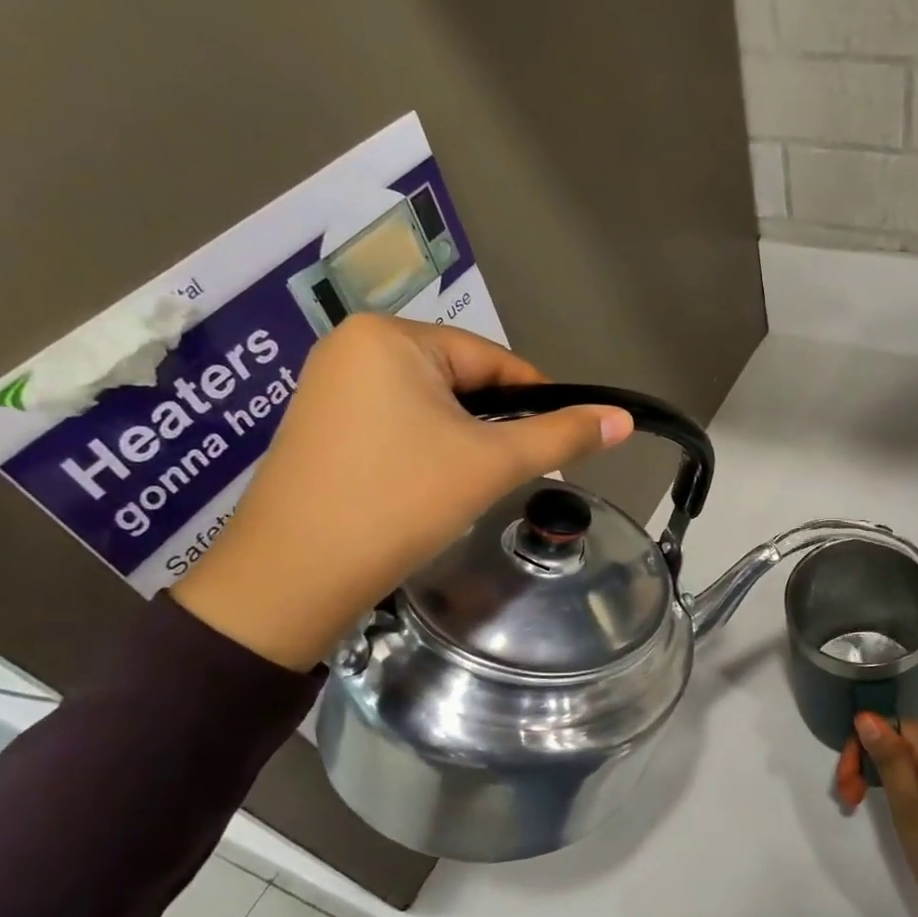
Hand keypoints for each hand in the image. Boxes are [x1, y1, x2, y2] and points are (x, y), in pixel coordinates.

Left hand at [173, 316, 632, 669]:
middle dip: (494, 426)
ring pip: (431, 405)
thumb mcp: (493, 463)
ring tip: (472, 484)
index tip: (560, 444)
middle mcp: (353, 346)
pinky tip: (430, 486)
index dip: (536, 402)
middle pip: (462, 380)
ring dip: (463, 440)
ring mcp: (329, 385)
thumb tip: (625, 418)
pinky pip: (397, 422)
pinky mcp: (320, 424)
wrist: (292, 580)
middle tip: (510, 473)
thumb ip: (564, 435)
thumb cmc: (399, 502)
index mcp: (391, 336)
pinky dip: (426, 449)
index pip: (494, 361)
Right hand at [855, 712, 917, 916]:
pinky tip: (889, 815)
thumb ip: (889, 761)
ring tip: (857, 805)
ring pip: (908, 765)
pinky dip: (897, 793)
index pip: (898, 724)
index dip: (868, 738)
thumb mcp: (909, 808)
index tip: (849, 773)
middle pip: (901, 743)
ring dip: (878, 777)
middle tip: (848, 797)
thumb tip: (867, 717)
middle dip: (868, 760)